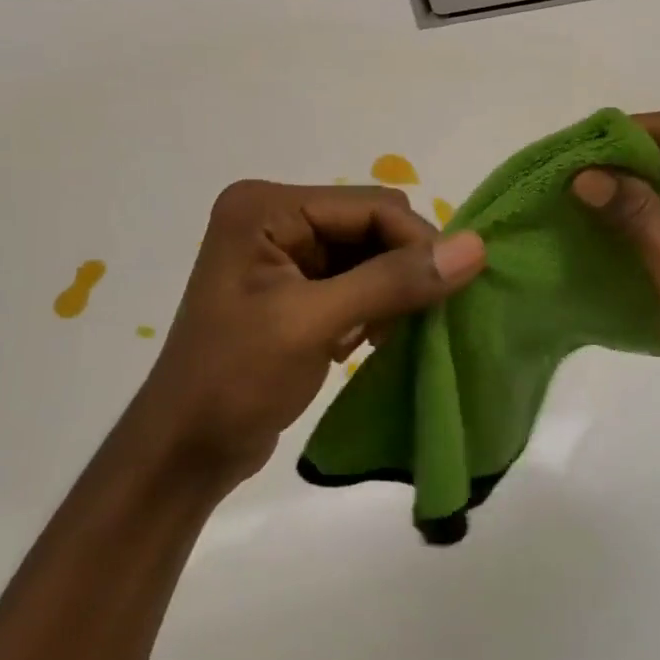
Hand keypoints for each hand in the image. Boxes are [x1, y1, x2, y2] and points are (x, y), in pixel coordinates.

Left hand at [144, 182, 485, 485]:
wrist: (183, 453)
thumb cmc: (234, 380)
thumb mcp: (314, 324)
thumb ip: (394, 281)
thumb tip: (476, 247)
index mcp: (266, 206)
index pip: (371, 205)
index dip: (417, 242)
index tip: (451, 289)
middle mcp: (275, 215)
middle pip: (373, 224)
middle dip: (401, 268)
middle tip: (413, 318)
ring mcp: (284, 250)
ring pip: (372, 253)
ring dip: (391, 290)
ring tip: (381, 336)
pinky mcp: (296, 284)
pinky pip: (359, 278)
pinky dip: (375, 305)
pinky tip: (365, 341)